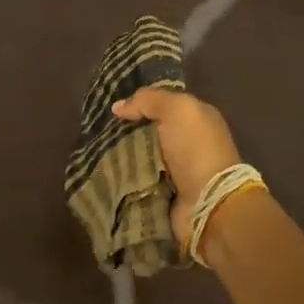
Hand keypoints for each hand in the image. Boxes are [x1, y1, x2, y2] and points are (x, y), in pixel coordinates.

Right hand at [112, 88, 241, 244]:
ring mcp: (176, 171)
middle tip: (98, 131)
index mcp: (197, 120)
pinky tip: (104, 172)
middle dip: (126, 133)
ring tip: (95, 152)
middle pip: (149, 132)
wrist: (208, 203)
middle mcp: (188, 143)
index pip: (163, 106)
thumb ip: (149, 100)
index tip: (113, 109)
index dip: (140, 104)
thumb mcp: (177, 110)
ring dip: (121, 157)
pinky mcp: (164, 195)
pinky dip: (124, 179)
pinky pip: (137, 182)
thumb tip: (119, 106)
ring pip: (140, 157)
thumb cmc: (196, 150)